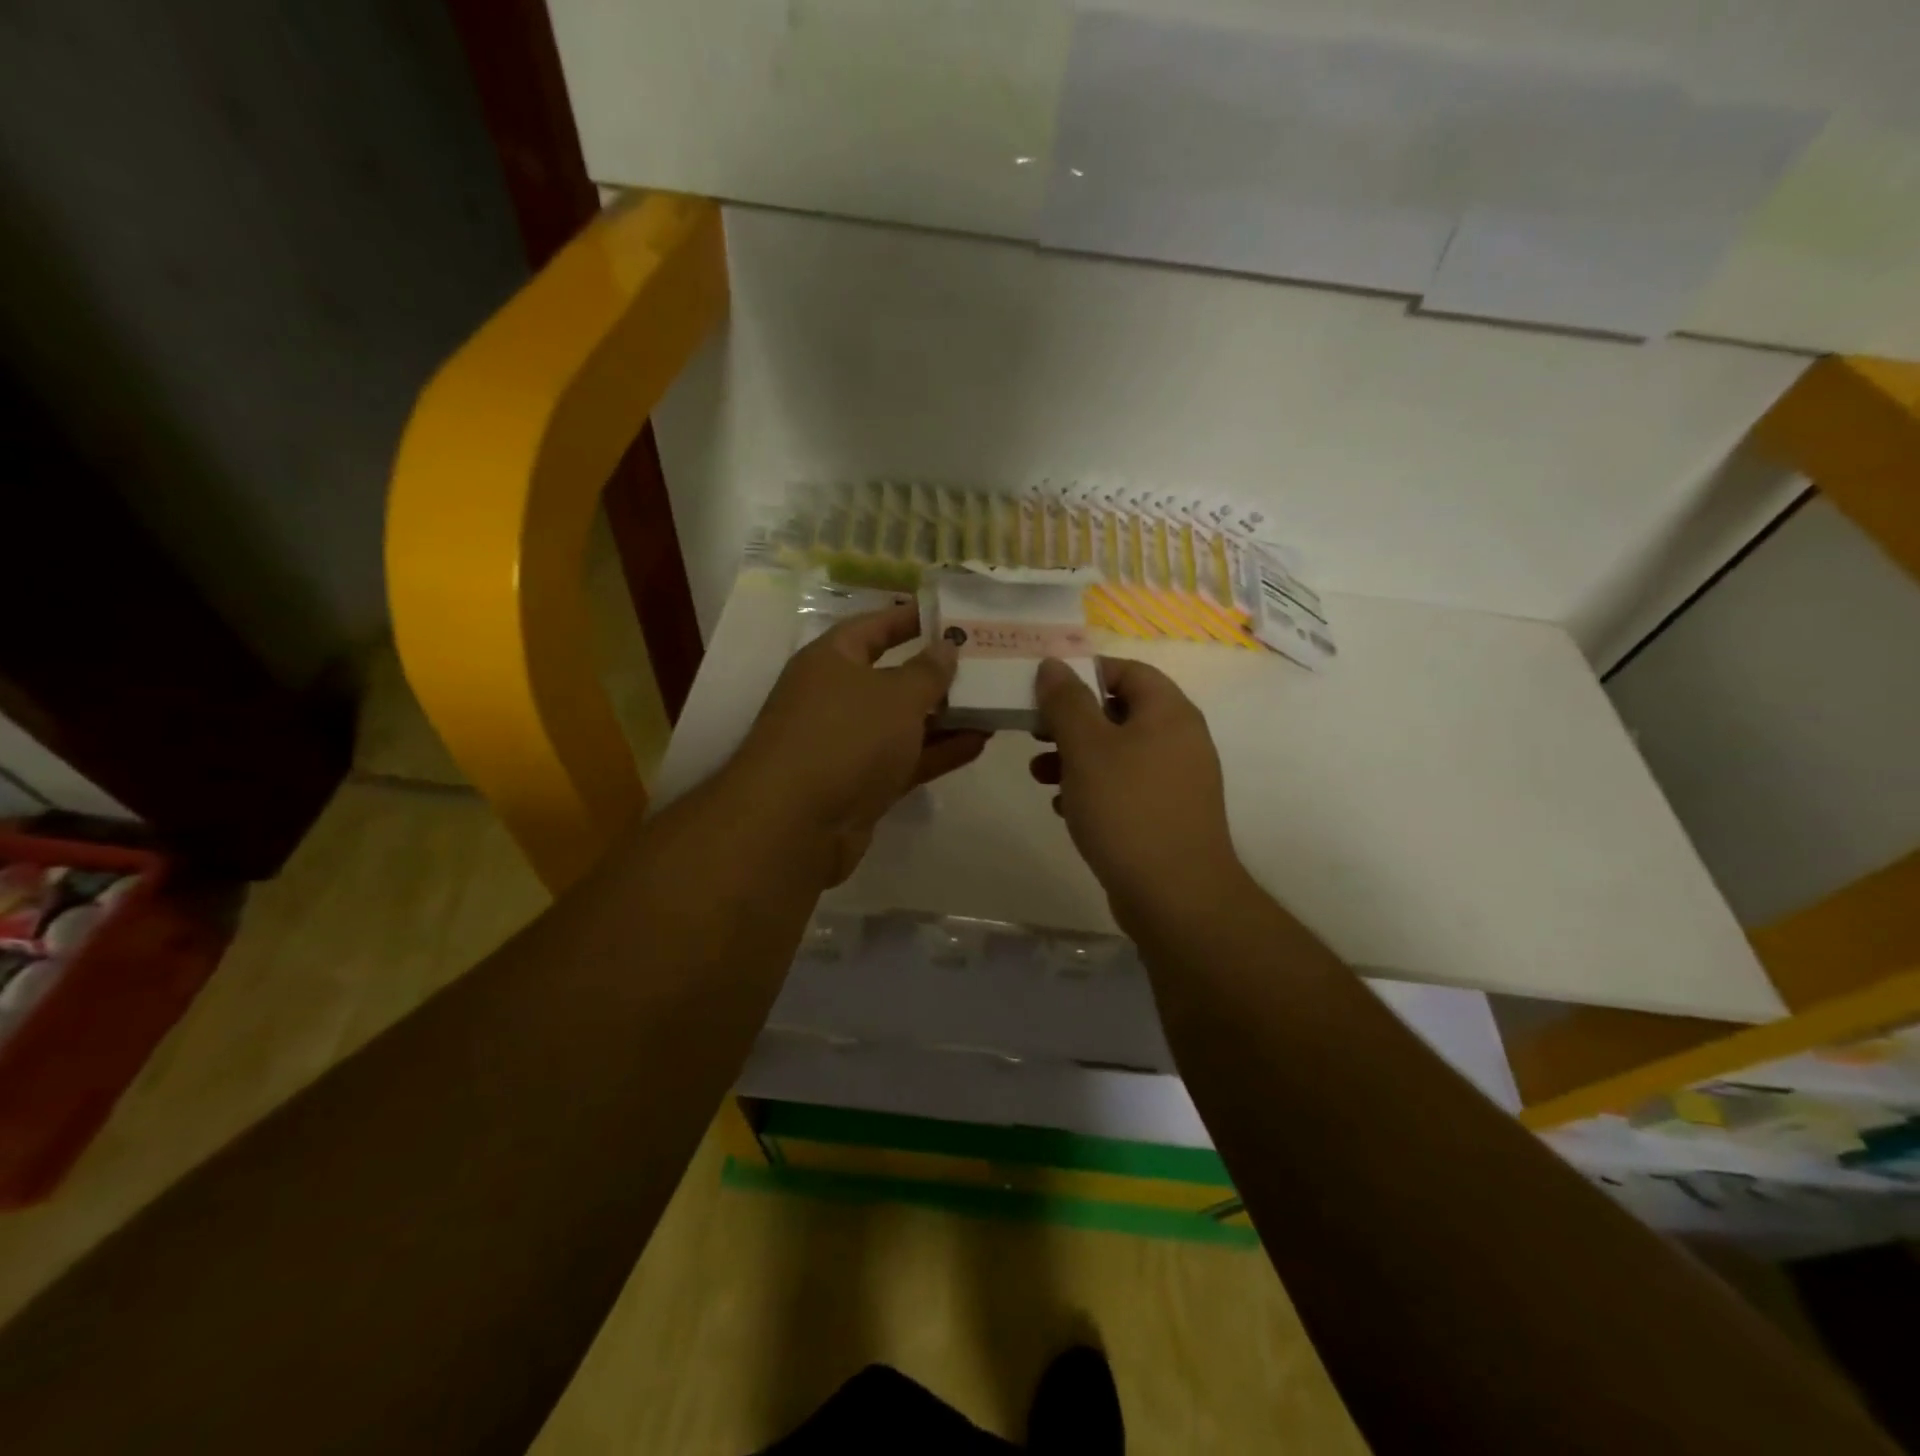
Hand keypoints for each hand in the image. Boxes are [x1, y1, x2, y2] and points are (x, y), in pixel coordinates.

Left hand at [731, 603, 988, 885]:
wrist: (796, 824)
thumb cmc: (845, 736)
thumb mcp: (896, 695)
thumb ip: (928, 671)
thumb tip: (946, 646)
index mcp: (831, 660)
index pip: (873, 626)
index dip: (910, 617)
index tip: (951, 613)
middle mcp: (836, 697)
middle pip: (892, 676)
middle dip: (937, 672)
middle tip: (987, 663)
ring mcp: (848, 744)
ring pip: (903, 722)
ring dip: (945, 716)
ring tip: (993, 704)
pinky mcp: (861, 784)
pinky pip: (906, 758)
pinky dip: (938, 751)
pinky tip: (979, 743)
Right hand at [1031, 656, 1242, 929]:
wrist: (1175, 896)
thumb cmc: (1127, 809)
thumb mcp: (1086, 748)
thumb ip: (1066, 702)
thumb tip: (1053, 665)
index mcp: (1169, 712)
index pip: (1127, 671)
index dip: (1084, 674)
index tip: (1044, 692)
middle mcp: (1180, 739)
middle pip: (1119, 712)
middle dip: (1071, 721)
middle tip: (1035, 733)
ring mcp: (1176, 780)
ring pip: (1118, 753)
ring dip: (1075, 757)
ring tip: (1039, 775)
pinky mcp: (1166, 815)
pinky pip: (1125, 787)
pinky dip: (1093, 788)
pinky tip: (1064, 807)